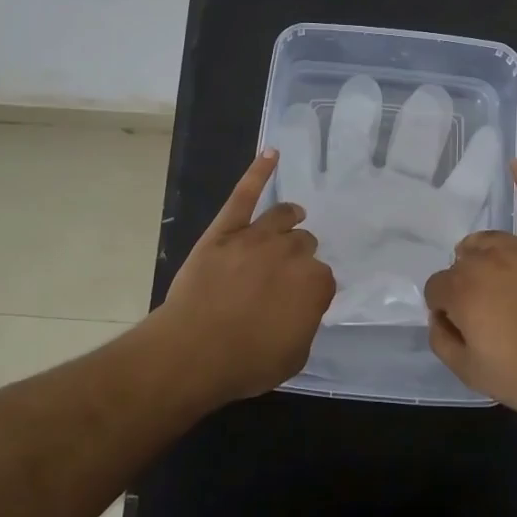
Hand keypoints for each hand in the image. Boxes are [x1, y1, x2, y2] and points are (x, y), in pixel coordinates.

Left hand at [156, 149, 335, 401]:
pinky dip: (259, 171)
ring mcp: (257, 236)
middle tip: (282, 276)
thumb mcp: (294, 356)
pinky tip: (272, 153)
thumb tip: (301, 308)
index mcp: (314, 284)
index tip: (298, 302)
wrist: (194, 351)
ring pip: (283, 217)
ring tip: (292, 218)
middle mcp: (292, 253)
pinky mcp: (226, 229)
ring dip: (290, 219)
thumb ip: (305, 324)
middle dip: (298, 257)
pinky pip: (244, 194)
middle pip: (304, 244)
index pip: (322, 278)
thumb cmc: (246, 362)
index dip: (310, 291)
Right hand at [423, 159, 516, 427]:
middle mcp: (487, 259)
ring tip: (495, 281)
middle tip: (485, 316)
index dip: (446, 312)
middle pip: (461, 261)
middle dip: (465, 284)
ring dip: (484, 256)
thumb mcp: (467, 371)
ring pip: (489, 240)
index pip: (436, 289)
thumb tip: (439, 316)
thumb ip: (441, 338)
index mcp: (461, 287)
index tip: (464, 331)